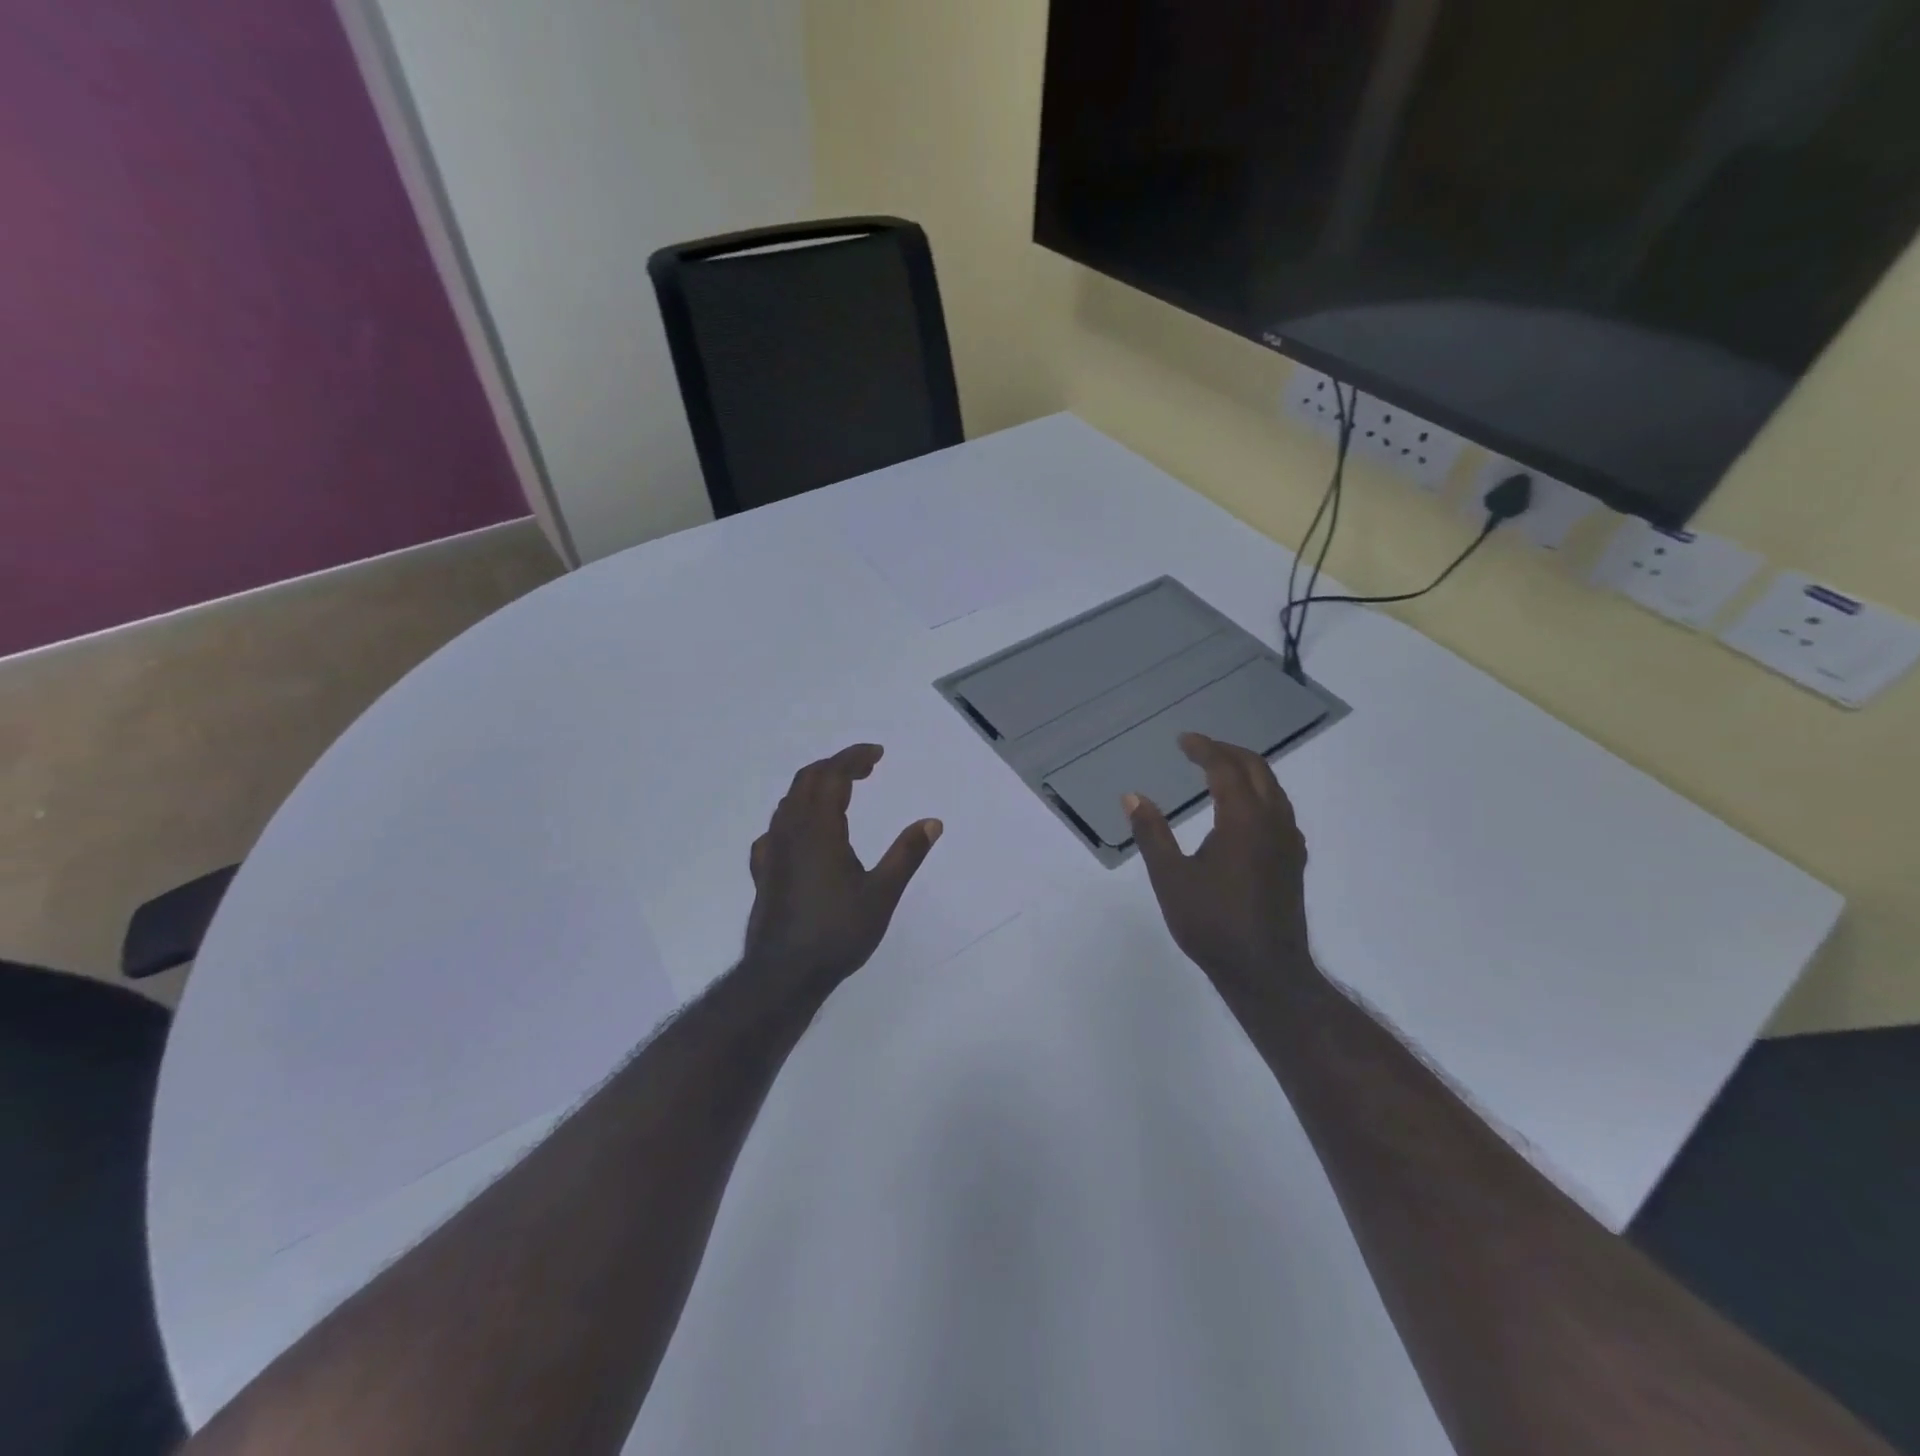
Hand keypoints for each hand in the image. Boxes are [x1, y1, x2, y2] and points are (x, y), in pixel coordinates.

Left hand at [741, 744, 942, 1000]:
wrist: (784, 974)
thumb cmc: (837, 932)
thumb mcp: (882, 894)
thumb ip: (907, 854)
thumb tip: (932, 822)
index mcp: (819, 829)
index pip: (833, 775)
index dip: (854, 758)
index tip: (877, 754)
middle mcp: (790, 831)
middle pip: (808, 780)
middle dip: (836, 766)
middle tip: (866, 768)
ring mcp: (772, 850)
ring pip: (789, 801)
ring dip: (815, 786)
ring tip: (841, 792)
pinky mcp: (763, 870)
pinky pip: (776, 828)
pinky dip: (796, 814)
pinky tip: (804, 834)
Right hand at [1124, 733, 1317, 999]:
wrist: (1265, 971)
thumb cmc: (1212, 924)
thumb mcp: (1171, 878)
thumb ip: (1152, 833)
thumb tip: (1132, 796)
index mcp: (1243, 820)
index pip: (1225, 768)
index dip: (1204, 749)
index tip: (1183, 740)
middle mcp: (1273, 822)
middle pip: (1257, 769)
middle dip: (1228, 752)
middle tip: (1199, 749)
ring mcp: (1289, 842)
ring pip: (1273, 789)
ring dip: (1246, 770)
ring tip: (1218, 771)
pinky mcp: (1294, 860)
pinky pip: (1279, 809)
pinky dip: (1259, 793)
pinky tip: (1242, 812)